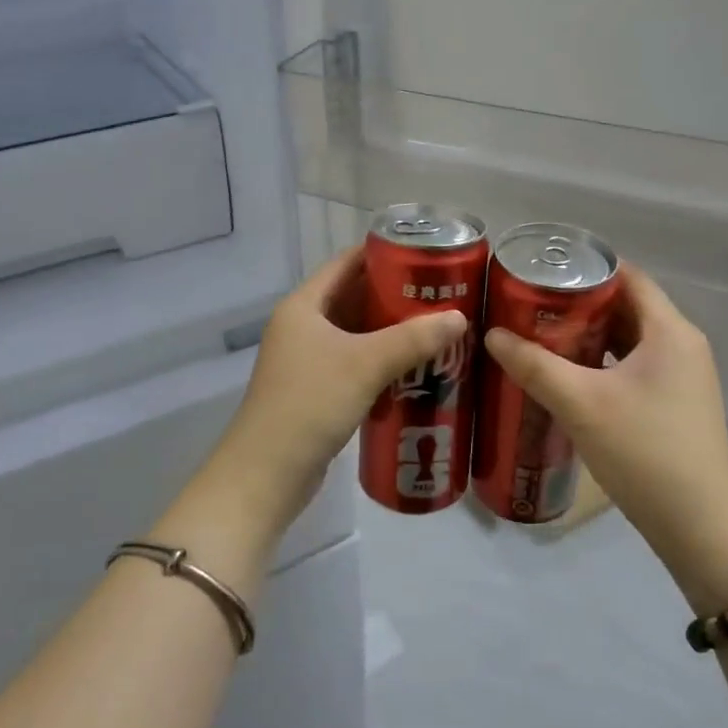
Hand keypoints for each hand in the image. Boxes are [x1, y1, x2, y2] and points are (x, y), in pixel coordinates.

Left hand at [206, 246, 466, 535]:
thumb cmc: (310, 403)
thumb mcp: (365, 364)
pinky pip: (353, 364)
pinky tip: (414, 369)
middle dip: (394, 295)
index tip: (424, 254)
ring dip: (389, 332)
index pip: (345, 263)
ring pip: (354, 334)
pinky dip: (380, 362)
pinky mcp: (315, 391)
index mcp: (303, 306)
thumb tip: (459, 317)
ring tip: (436, 328)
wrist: (267, 473)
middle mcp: (301, 326)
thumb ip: (413, 338)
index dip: (382, 253)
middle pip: (352, 297)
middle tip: (440, 294)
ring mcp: (306, 361)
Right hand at [483, 266, 727, 611]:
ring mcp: (681, 376)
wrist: (699, 527)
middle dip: (577, 302)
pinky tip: (566, 374)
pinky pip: (632, 365)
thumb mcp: (580, 403)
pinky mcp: (674, 403)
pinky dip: (600, 361)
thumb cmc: (644, 451)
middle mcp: (681, 345)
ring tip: (538, 334)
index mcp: (670, 331)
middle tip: (528, 303)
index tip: (541, 270)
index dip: (585, 267)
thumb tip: (492, 334)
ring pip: (627, 338)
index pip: (627, 276)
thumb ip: (534, 365)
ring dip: (587, 334)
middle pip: (625, 306)